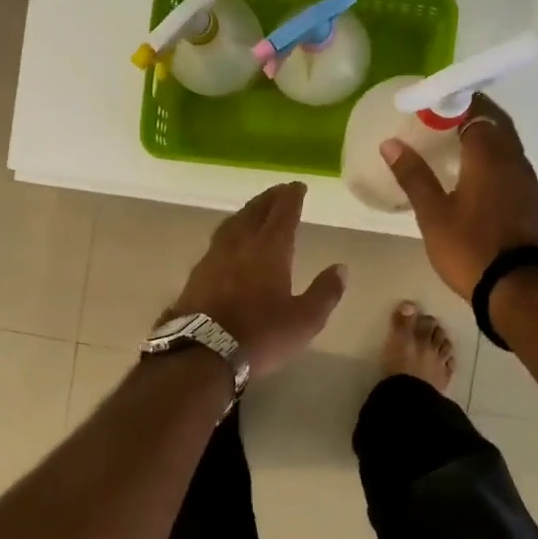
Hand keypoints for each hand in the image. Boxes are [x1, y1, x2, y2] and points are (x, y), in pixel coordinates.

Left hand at [169, 182, 346, 377]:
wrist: (203, 352)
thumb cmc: (260, 335)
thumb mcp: (305, 320)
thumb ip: (325, 292)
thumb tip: (340, 268)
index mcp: (270, 250)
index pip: (282, 214)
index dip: (291, 198)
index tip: (298, 186)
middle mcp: (240, 245)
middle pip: (255, 212)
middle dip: (269, 199)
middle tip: (279, 190)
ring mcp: (214, 257)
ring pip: (232, 224)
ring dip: (247, 212)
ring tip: (255, 210)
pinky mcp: (197, 274)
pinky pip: (217, 241)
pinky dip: (229, 232)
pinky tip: (229, 241)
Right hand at [383, 95, 537, 297]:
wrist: (520, 289)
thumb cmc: (471, 248)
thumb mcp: (433, 214)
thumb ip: (413, 176)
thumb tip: (390, 142)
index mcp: (489, 156)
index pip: (476, 111)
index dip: (455, 103)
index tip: (432, 104)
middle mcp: (514, 161)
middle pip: (497, 124)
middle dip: (472, 115)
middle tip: (442, 119)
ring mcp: (528, 183)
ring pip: (507, 146)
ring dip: (485, 138)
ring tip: (455, 145)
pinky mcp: (533, 203)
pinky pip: (512, 167)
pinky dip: (494, 161)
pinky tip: (476, 177)